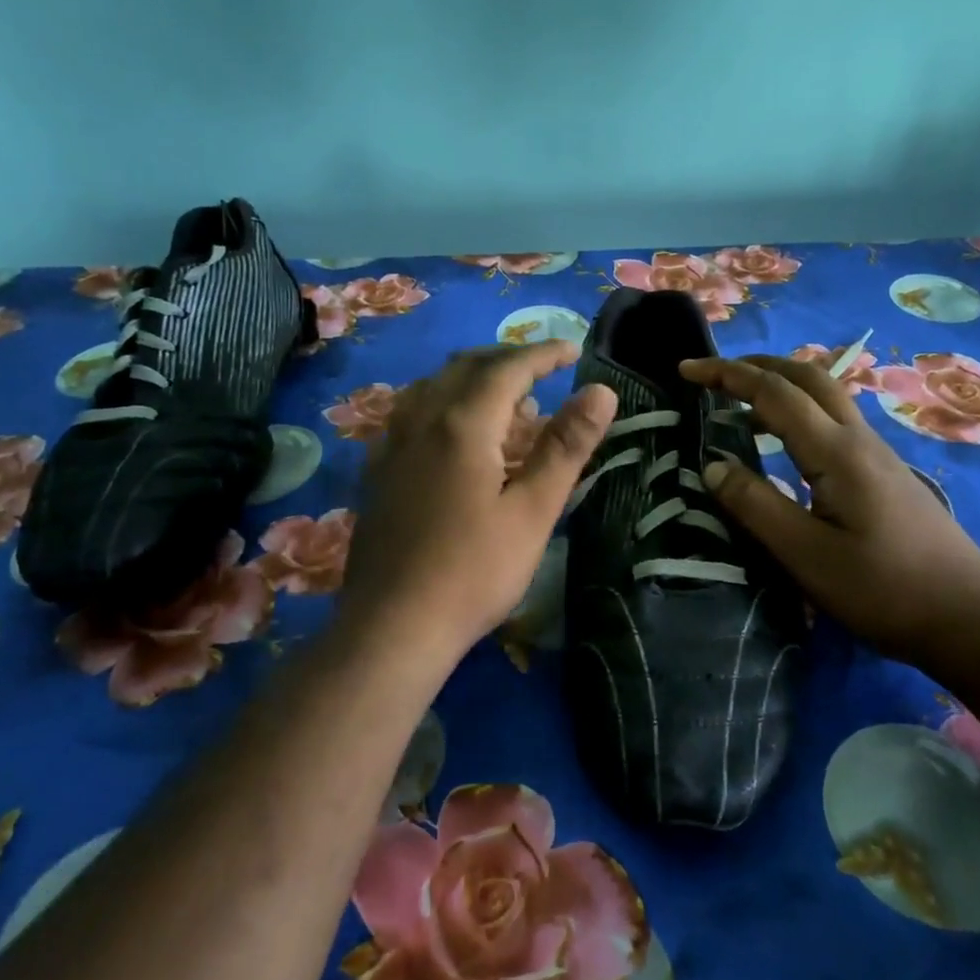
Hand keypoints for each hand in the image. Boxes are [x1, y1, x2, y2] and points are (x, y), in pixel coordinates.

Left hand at [337, 341, 617, 663]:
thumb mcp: (533, 511)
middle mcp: (421, 421)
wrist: (392, 627)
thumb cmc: (474, 572)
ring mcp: (392, 446)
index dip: (544, 354)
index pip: (508, 368)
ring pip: (433, 387)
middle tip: (544, 371)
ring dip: (472, 379)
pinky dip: (444, 405)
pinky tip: (455, 435)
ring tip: (506, 403)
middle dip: (507, 360)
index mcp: (461, 424)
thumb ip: (566, 446)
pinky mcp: (378, 472)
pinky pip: (412, 414)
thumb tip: (601, 391)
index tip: (574, 351)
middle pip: (465, 367)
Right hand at [680, 353, 979, 654]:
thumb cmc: (884, 589)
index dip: (727, 376)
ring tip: (742, 404)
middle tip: (714, 376)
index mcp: (837, 452)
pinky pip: (835, 421)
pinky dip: (800, 411)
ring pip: (826, 396)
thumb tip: (712, 466)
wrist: (970, 617)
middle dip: (757, 365)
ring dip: (781, 385)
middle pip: (807, 376)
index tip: (686, 370)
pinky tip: (788, 444)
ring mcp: (878, 455)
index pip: (774, 392)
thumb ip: (755, 506)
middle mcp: (859, 440)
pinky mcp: (886, 474)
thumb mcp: (806, 555)